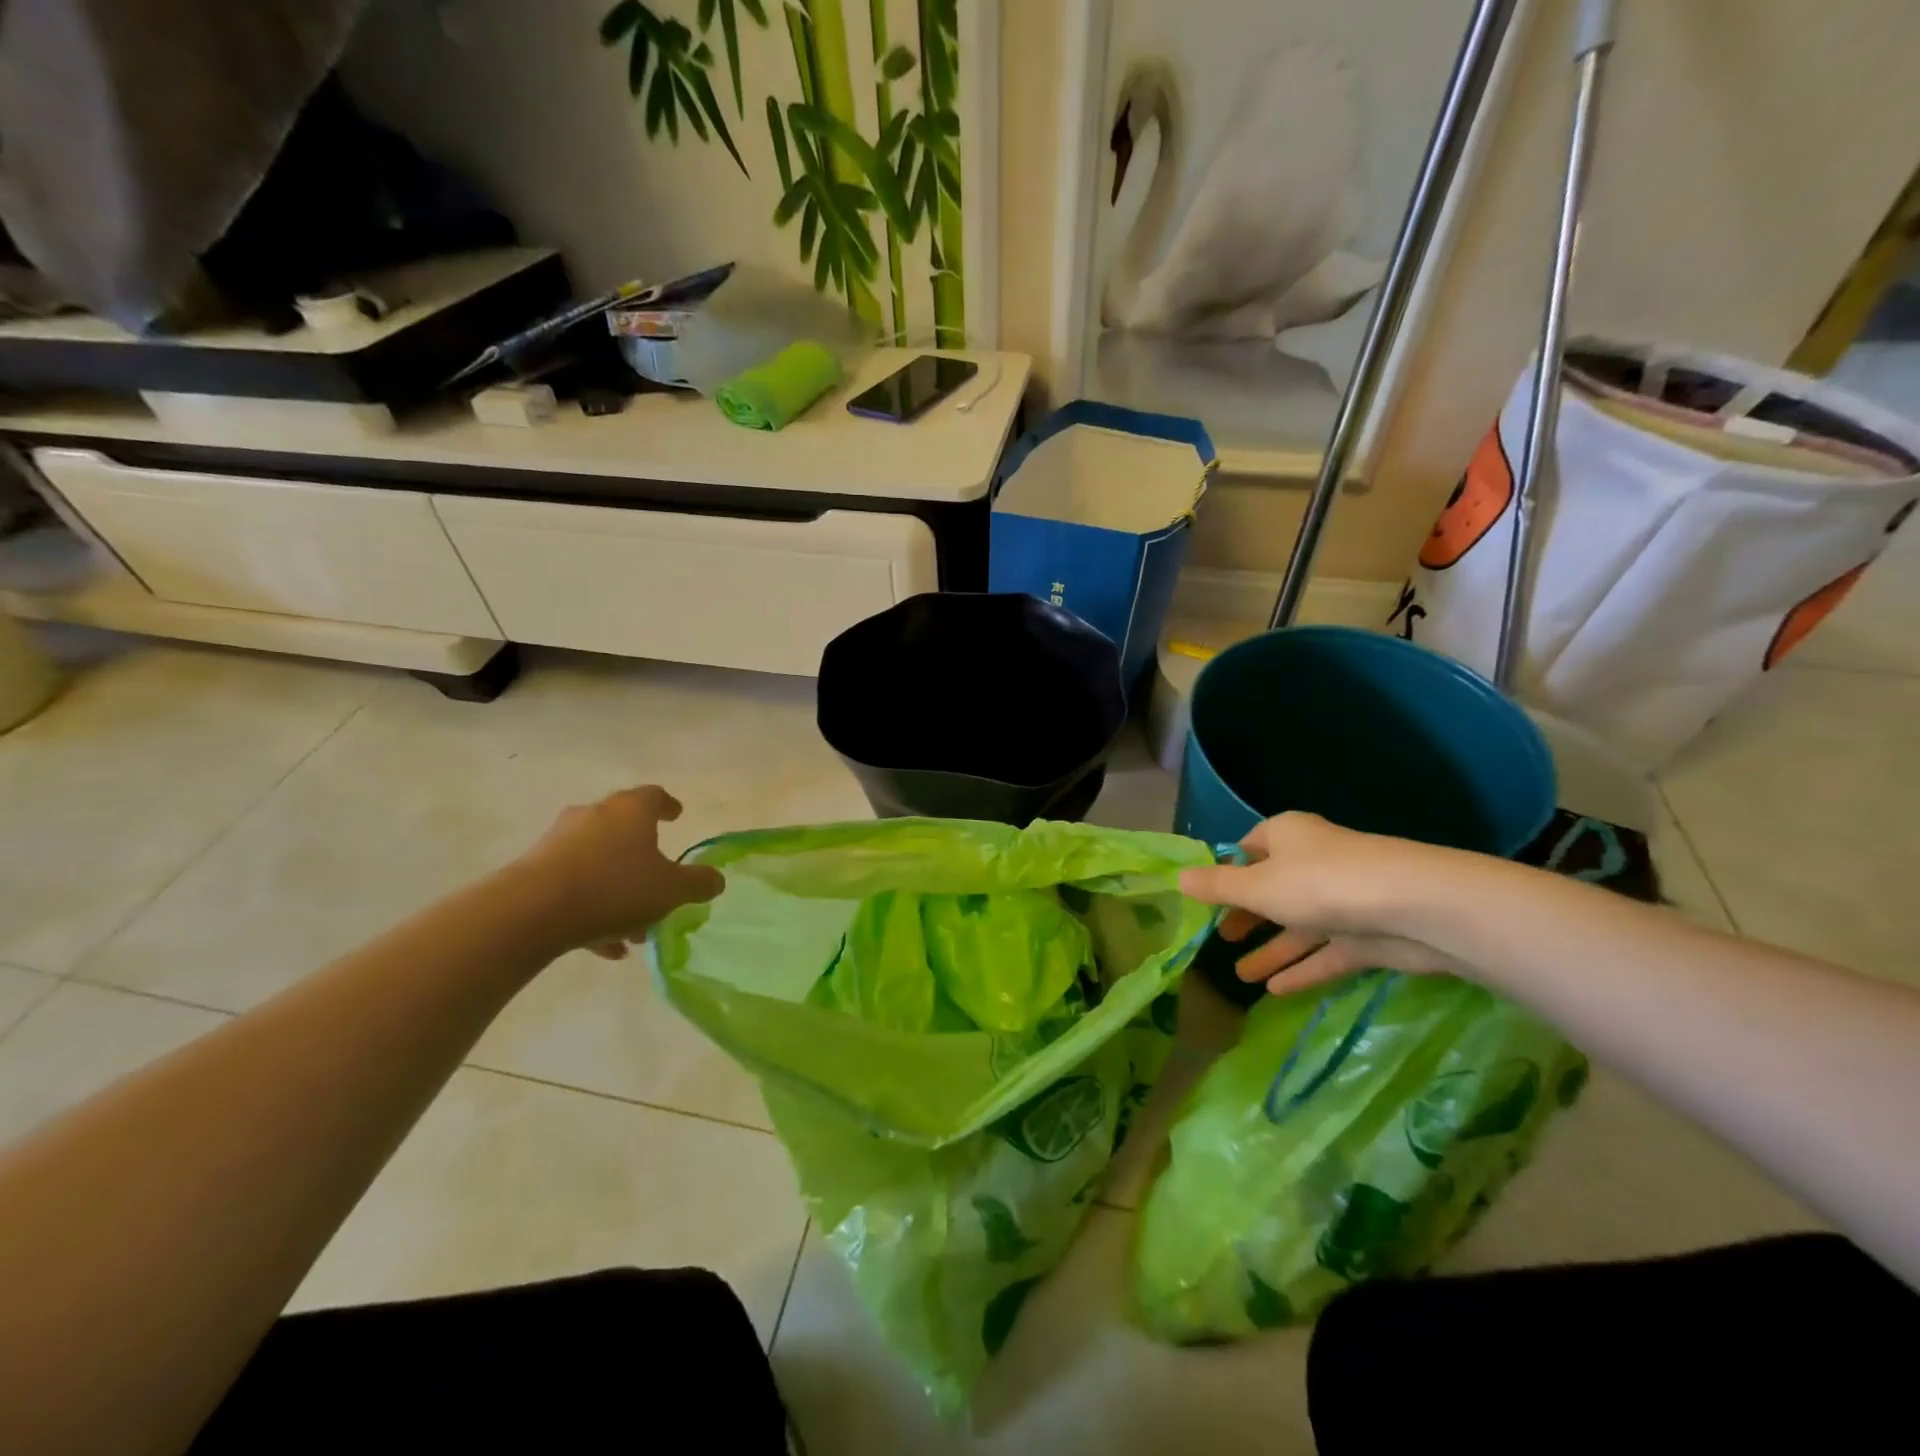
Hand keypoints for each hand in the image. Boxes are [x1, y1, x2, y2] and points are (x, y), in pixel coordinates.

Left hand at [510, 786, 724, 959]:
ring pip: (598, 862)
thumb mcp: (671, 890)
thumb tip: (716, 879)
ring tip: (633, 928)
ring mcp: (559, 841)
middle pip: (623, 830)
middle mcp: (594, 816)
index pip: (654, 796)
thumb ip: (698, 883)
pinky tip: (604, 946)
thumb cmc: (614, 888)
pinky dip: (591, 907)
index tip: (676, 815)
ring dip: (617, 889)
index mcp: (630, 810)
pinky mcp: (533, 870)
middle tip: (658, 880)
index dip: (668, 806)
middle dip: (643, 856)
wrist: (531, 911)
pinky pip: (573, 886)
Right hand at [1177, 813, 1464, 995]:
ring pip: (1298, 926)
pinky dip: (1302, 968)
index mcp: (1287, 836)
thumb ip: (1217, 887)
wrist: (1415, 908)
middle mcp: (1313, 862)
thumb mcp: (1256, 886)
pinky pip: (1326, 952)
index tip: (1207, 898)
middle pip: (1272, 889)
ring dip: (1271, 949)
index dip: (1227, 871)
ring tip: (1240, 977)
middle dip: (1246, 915)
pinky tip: (1275, 991)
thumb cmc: (1320, 883)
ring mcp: (1343, 899)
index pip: (1249, 848)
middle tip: (1220, 939)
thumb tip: (1177, 878)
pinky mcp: (1367, 935)